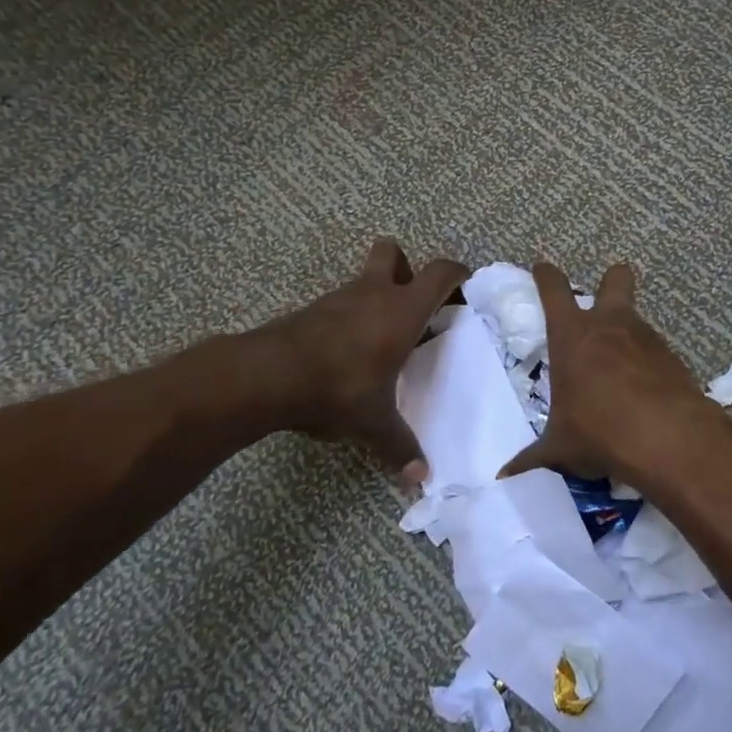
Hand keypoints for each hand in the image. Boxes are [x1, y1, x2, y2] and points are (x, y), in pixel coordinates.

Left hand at [240, 238, 467, 478]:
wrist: (266, 376)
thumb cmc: (338, 388)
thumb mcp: (374, 423)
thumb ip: (400, 447)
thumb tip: (421, 479)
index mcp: (402, 310)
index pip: (439, 273)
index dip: (456, 274)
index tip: (465, 286)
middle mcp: (372, 293)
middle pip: (392, 252)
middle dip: (406, 268)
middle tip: (413, 304)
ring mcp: (337, 299)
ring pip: (363, 280)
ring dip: (375, 298)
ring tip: (381, 340)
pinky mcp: (309, 312)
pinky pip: (339, 305)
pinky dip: (349, 319)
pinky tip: (347, 354)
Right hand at [498, 261, 718, 485]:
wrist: (667, 438)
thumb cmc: (599, 431)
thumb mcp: (560, 447)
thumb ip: (533, 457)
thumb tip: (504, 477)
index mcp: (572, 335)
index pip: (553, 288)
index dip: (546, 274)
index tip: (542, 268)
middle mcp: (610, 324)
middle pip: (615, 278)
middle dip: (610, 281)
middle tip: (602, 301)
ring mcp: (646, 337)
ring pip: (636, 318)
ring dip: (627, 334)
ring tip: (619, 371)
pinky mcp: (673, 358)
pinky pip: (655, 351)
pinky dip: (648, 365)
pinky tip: (644, 394)